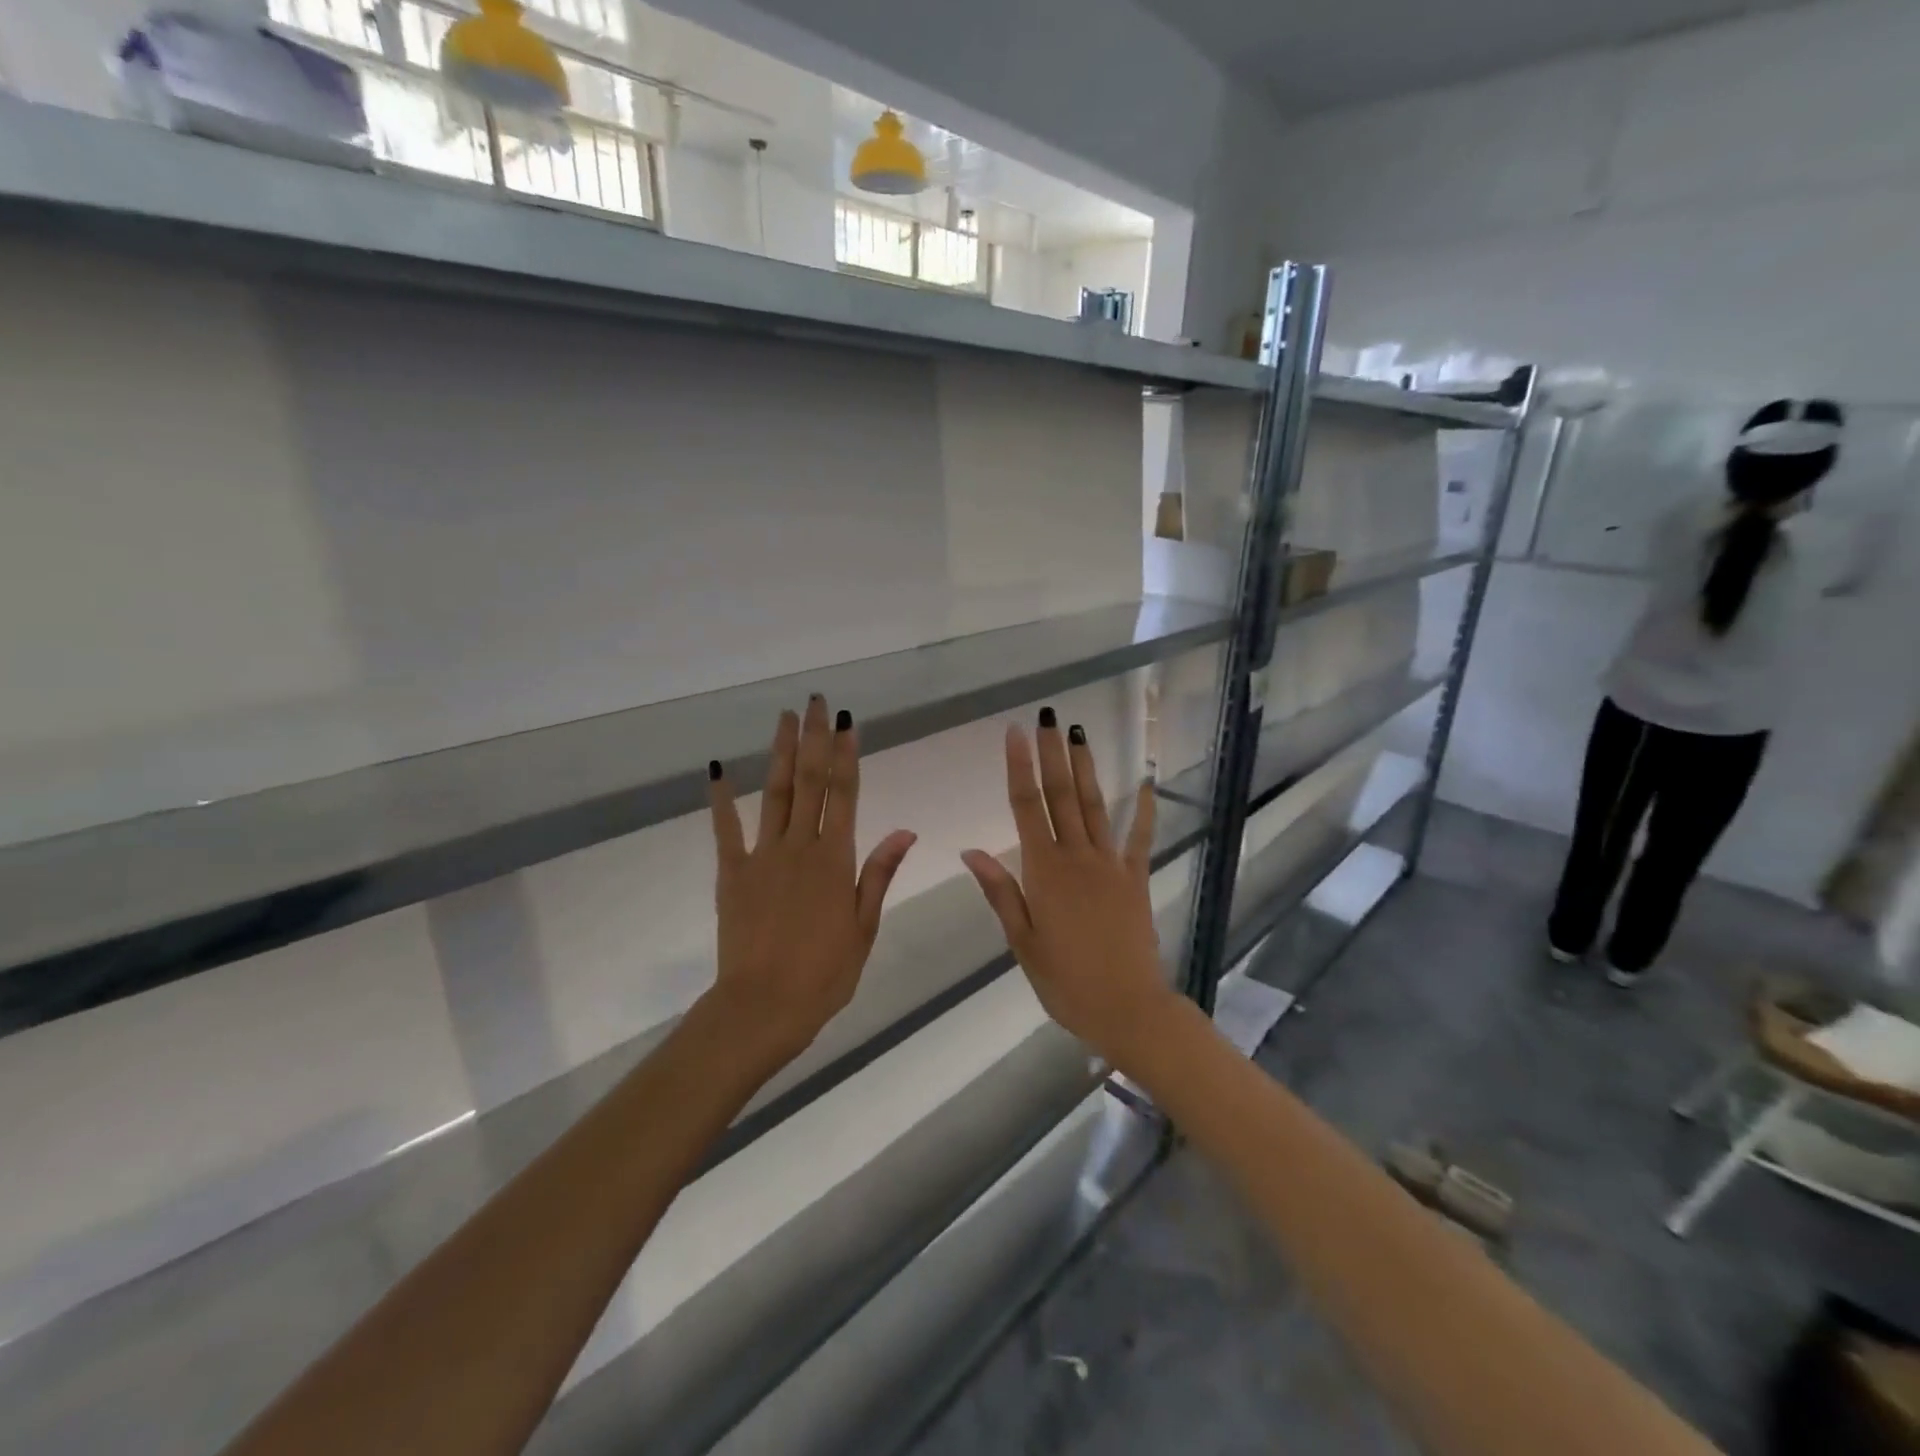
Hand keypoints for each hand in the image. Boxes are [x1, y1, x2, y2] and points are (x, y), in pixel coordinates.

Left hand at [707, 696, 915, 1064]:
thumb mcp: (864, 927)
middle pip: (809, 782)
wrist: (763, 1007)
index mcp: (836, 860)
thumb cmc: (824, 974)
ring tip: (784, 718)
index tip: (847, 722)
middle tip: (816, 702)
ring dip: (780, 753)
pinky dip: (720, 800)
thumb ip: (879, 873)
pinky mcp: (732, 873)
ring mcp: (762, 856)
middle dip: (814, 739)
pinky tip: (716, 770)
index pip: (845, 795)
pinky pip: (725, 830)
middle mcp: (800, 847)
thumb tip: (905, 830)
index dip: (846, 755)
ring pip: (774, 794)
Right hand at [962, 711, 1177, 1068]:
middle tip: (1049, 717)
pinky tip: (1146, 781)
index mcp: (1044, 871)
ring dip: (1086, 768)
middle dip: (1053, 754)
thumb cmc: (1065, 981)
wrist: (1127, 1007)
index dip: (1019, 766)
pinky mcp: (1135, 877)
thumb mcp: (1023, 941)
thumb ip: (1001, 892)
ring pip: (1095, 805)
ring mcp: (1110, 864)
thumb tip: (972, 851)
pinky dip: (1144, 807)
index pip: (1026, 806)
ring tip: (1080, 733)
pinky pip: (1139, 836)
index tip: (1015, 732)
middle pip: (1061, 795)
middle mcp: (1077, 857)